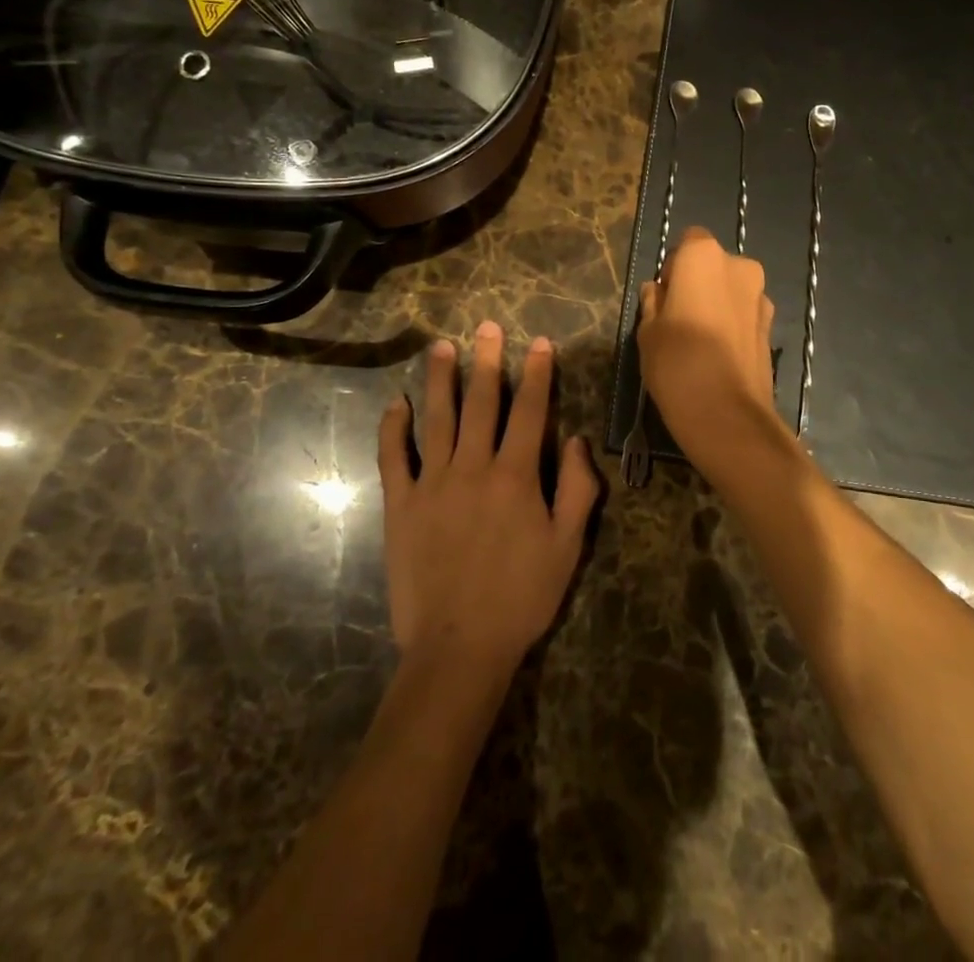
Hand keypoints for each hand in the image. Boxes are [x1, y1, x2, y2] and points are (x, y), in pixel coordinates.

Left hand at [378, 320, 597, 679]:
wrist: (459, 646)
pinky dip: (394, 429)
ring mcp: (432, 484)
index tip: (540, 343)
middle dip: (488, 361)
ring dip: (441, 380)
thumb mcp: (568, 546)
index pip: (531, 411)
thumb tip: (579, 441)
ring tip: (442, 347)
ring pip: (437, 419)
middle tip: (487, 326)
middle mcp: (473, 467)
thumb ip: (579, 489)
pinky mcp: (400, 505)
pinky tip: (397, 404)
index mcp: (517, 476)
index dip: (538, 374)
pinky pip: (394, 458)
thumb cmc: (522, 597)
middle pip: (482, 403)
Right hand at [637, 227, 782, 466]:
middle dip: (698, 284)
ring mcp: (761, 297)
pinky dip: (733, 325)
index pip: (688, 242)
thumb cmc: (677, 362)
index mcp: (703, 257)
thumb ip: (653, 303)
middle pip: (714, 265)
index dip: (674, 267)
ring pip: (732, 290)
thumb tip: (657, 291)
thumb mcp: (648, 331)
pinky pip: (745, 315)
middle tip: (679, 319)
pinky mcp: (772, 327)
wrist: (728, 414)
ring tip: (700, 342)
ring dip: (718, 304)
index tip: (664, 297)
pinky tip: (719, 356)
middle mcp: (739, 266)